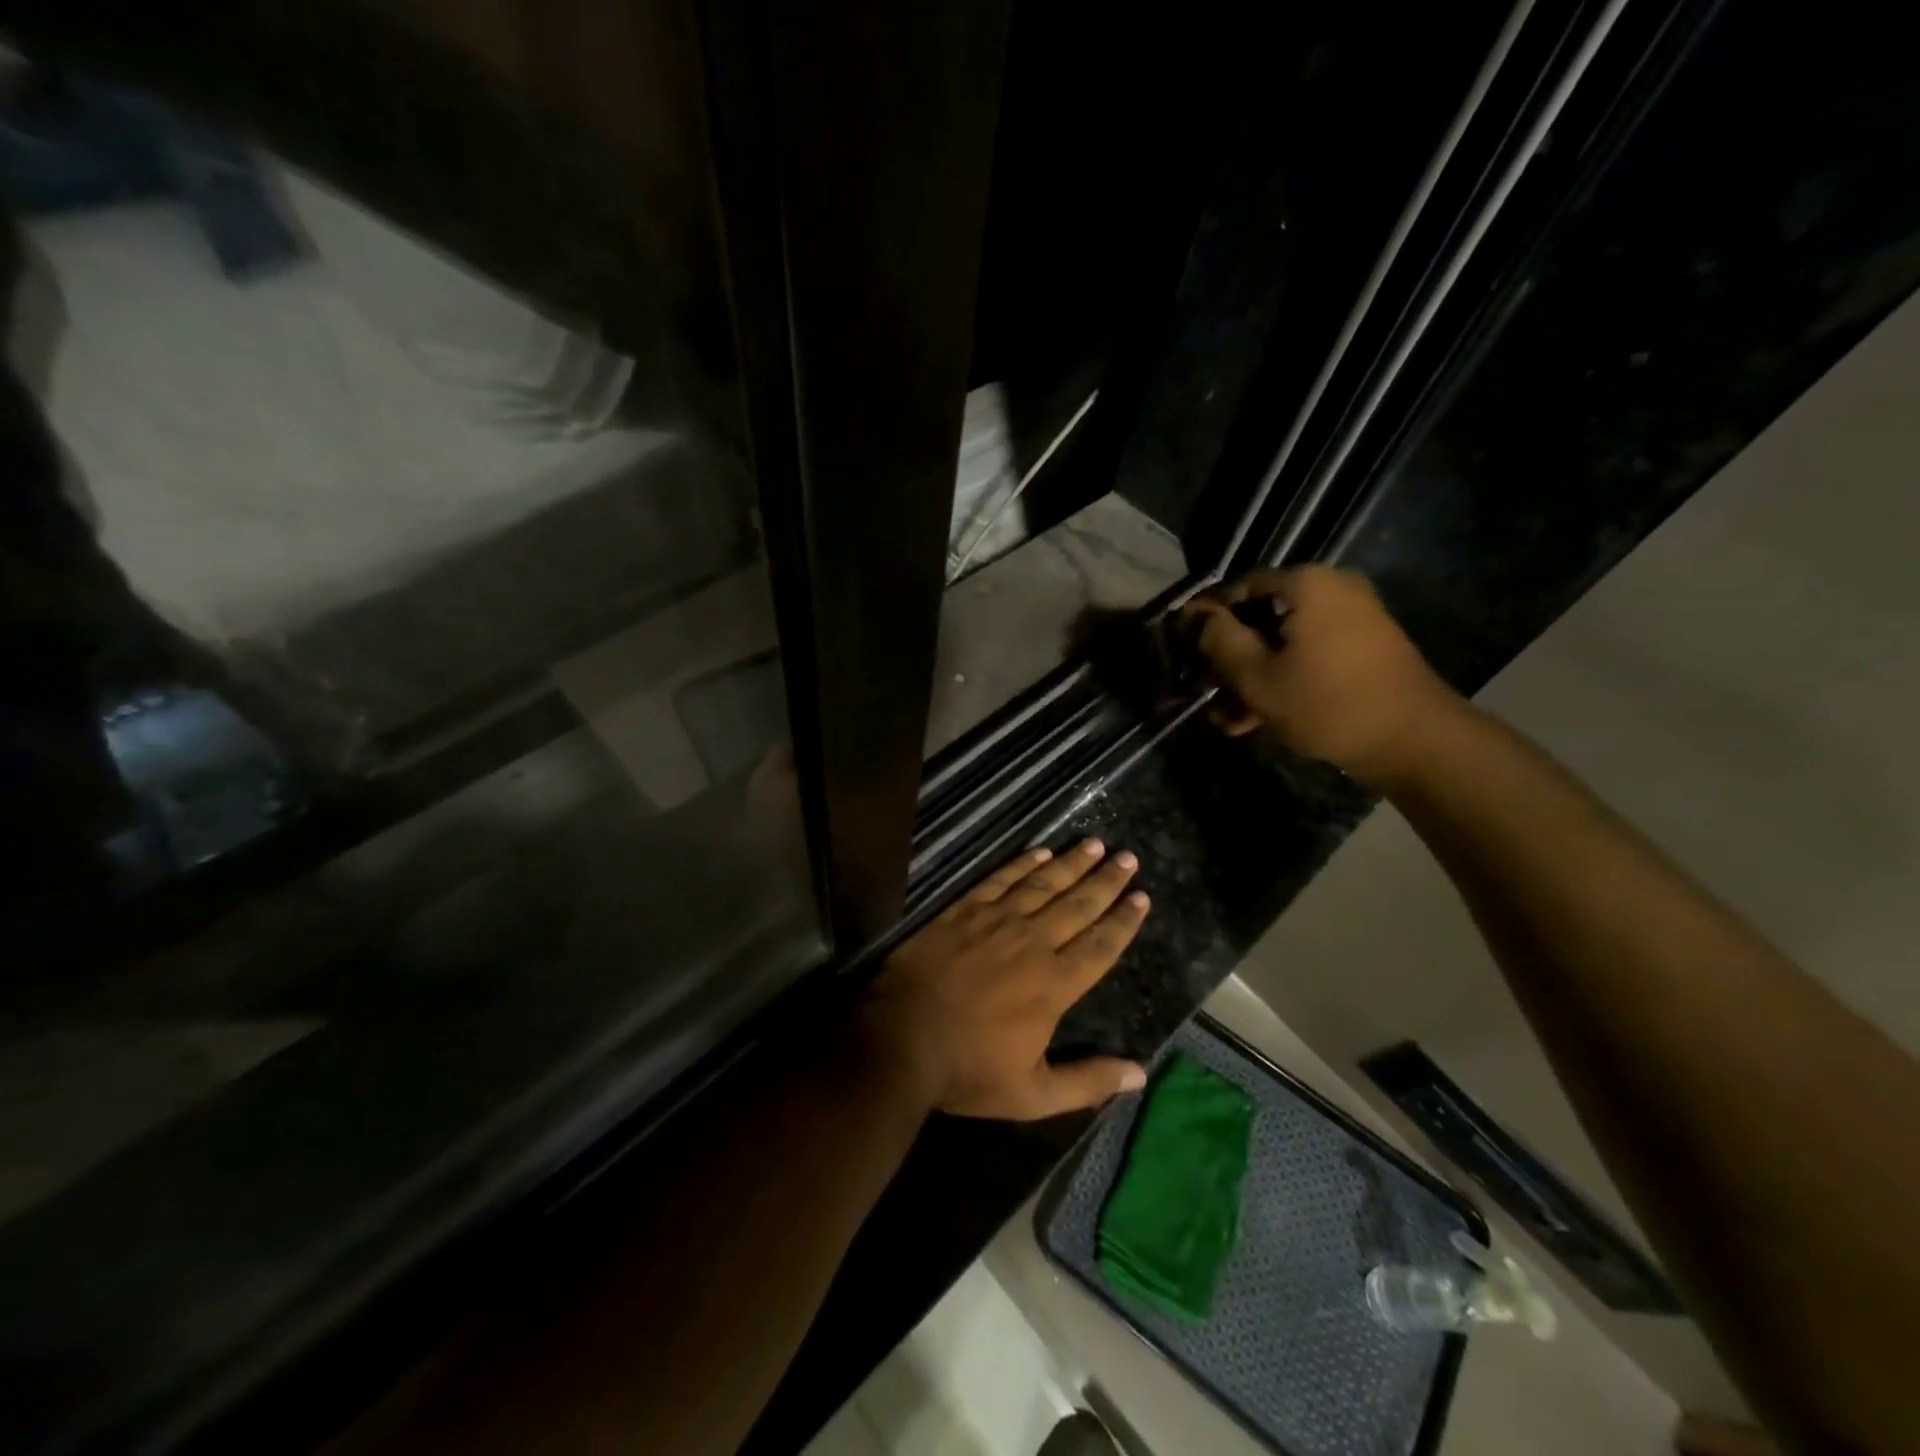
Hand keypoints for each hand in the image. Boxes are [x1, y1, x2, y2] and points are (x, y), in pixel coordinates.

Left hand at [859, 840, 1150, 1119]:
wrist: (900, 1039)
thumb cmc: (968, 1070)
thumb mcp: (1033, 1095)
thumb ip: (1088, 1081)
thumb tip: (1141, 1073)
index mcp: (1054, 984)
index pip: (1101, 945)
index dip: (1124, 921)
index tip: (1142, 896)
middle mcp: (1033, 943)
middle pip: (1078, 905)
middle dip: (1106, 881)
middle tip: (1128, 858)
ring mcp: (996, 921)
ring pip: (1043, 884)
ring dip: (1071, 864)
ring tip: (1094, 844)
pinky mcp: (963, 910)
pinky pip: (1000, 880)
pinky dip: (1022, 864)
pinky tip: (1040, 852)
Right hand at [1180, 565, 1459, 785]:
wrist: (1415, 740)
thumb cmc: (1327, 703)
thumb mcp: (1256, 676)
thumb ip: (1217, 640)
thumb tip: (1192, 615)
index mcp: (1306, 584)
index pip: (1236, 589)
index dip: (1203, 619)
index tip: (1181, 650)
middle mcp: (1331, 589)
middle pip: (1260, 617)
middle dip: (1228, 657)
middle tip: (1204, 690)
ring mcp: (1352, 618)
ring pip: (1282, 642)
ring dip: (1251, 677)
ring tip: (1227, 717)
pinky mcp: (1363, 647)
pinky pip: (1308, 654)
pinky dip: (1282, 679)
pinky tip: (1255, 719)